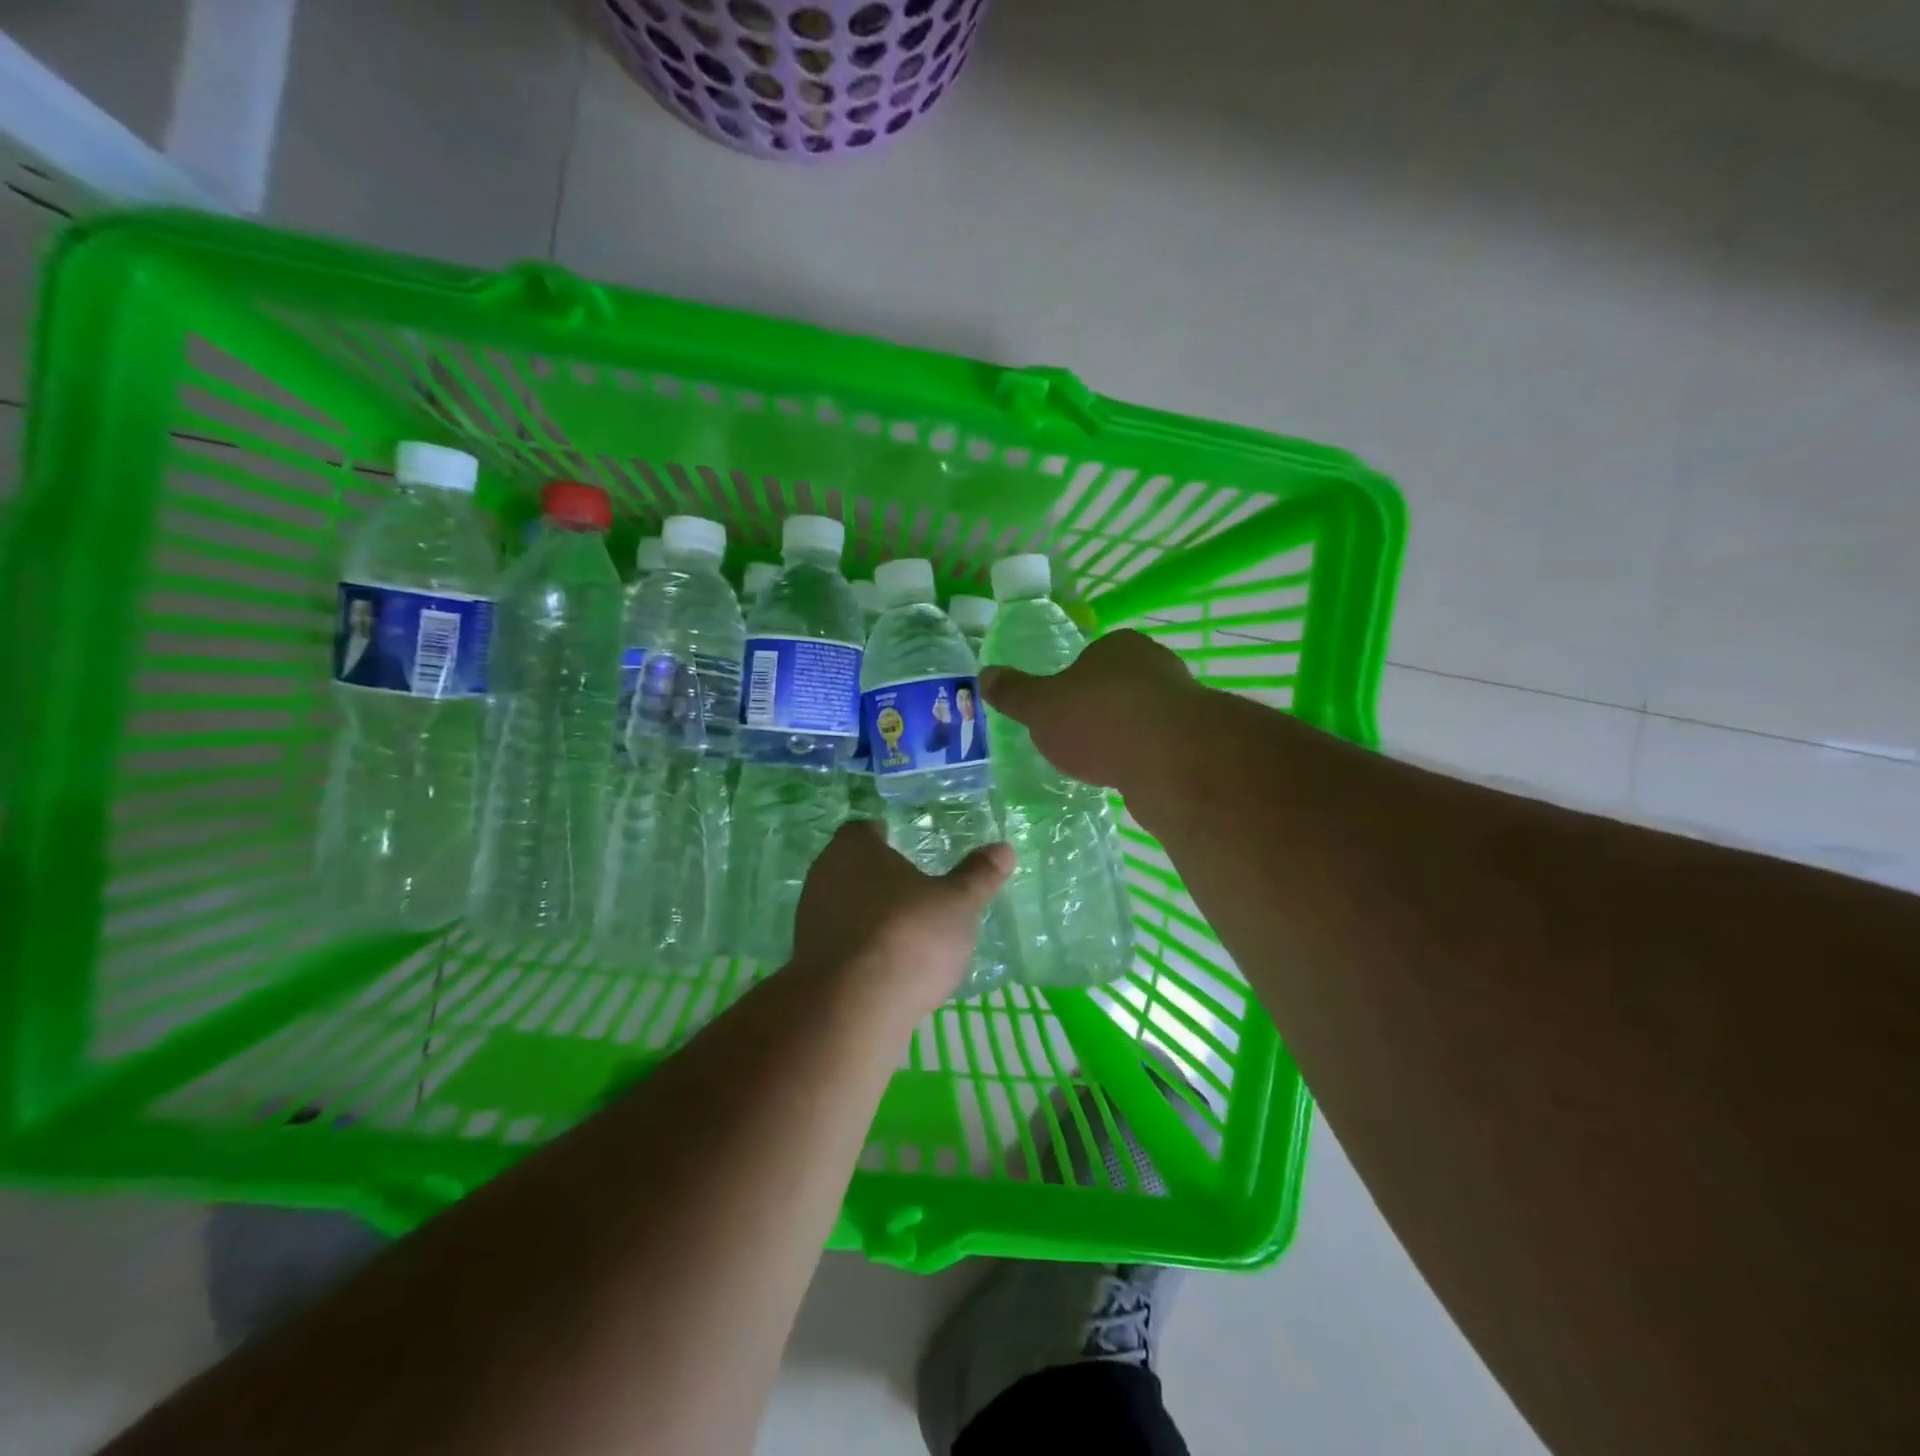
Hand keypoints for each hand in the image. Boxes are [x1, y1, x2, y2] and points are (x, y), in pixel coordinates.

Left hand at [791, 820, 1013, 1016]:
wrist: (852, 1008)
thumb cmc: (908, 935)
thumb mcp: (958, 903)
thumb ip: (978, 875)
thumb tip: (1003, 848)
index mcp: (854, 848)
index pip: (864, 830)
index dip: (883, 837)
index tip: (906, 848)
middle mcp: (824, 875)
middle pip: (850, 868)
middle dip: (878, 878)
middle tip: (912, 890)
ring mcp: (810, 920)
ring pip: (843, 907)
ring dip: (868, 916)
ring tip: (906, 932)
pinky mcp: (808, 962)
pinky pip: (840, 944)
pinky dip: (861, 950)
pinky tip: (888, 968)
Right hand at [978, 628, 1202, 792]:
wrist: (1172, 762)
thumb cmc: (1099, 720)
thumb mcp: (1041, 707)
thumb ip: (1015, 694)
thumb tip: (985, 675)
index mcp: (1119, 646)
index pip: (1090, 657)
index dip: (1070, 683)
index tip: (1057, 711)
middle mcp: (1155, 666)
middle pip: (1116, 686)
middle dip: (1097, 711)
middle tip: (1073, 740)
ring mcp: (1181, 704)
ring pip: (1140, 718)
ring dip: (1121, 737)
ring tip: (1098, 764)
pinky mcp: (1195, 742)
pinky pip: (1157, 747)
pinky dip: (1141, 760)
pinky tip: (1126, 777)